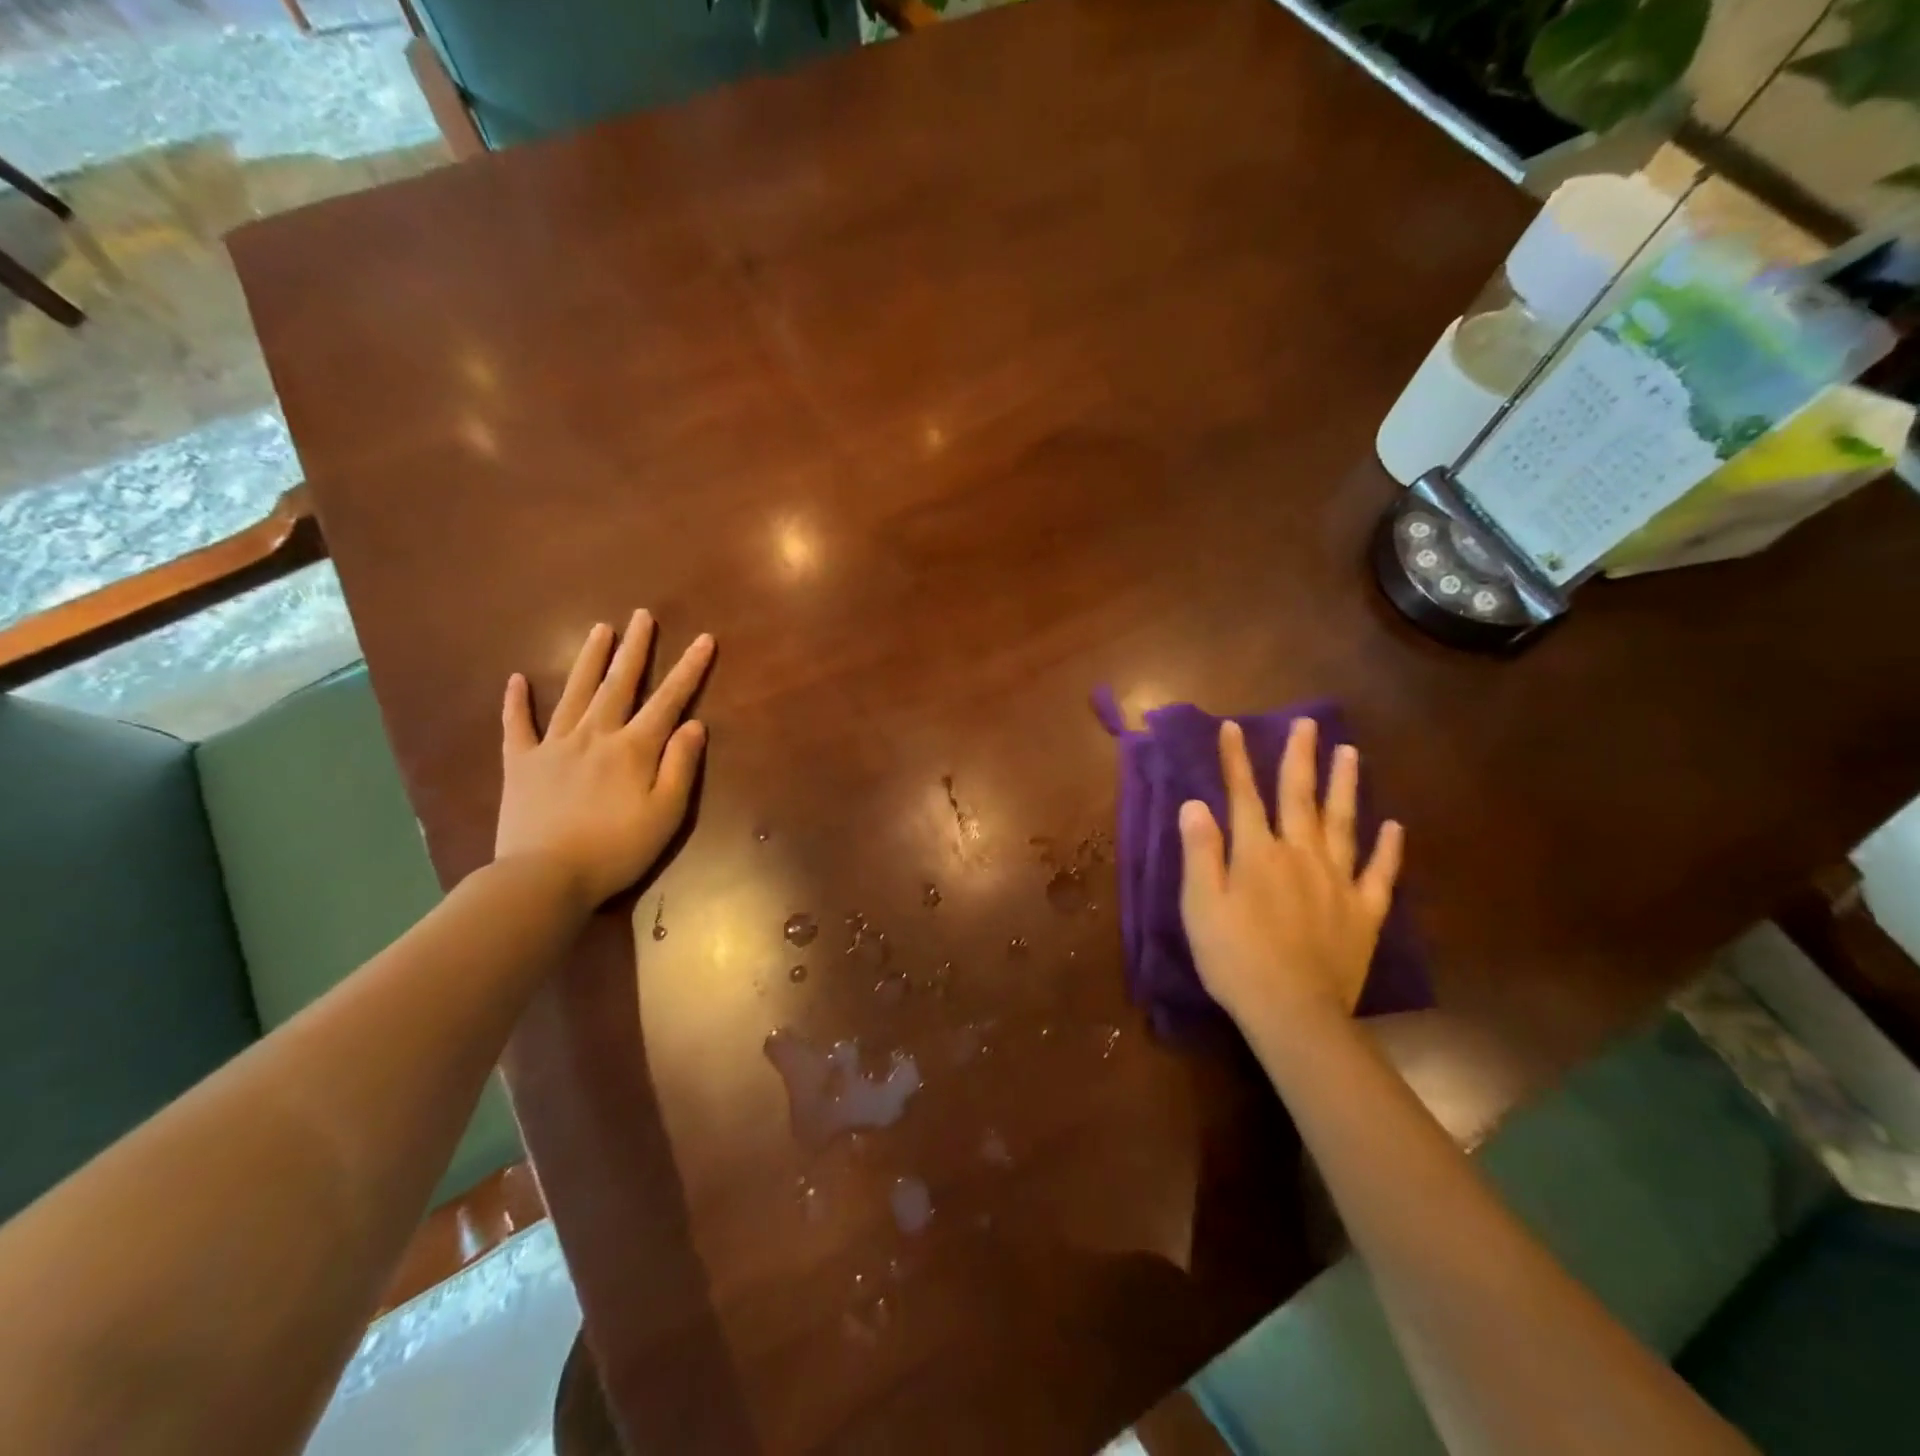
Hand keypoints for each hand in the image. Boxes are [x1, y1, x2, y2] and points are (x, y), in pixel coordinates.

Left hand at [495, 611, 714, 913]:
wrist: (544, 877)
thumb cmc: (616, 849)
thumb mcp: (666, 814)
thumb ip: (680, 766)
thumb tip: (694, 725)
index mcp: (634, 749)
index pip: (669, 700)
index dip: (689, 669)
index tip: (703, 639)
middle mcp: (595, 735)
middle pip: (618, 684)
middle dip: (635, 649)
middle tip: (642, 616)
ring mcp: (554, 746)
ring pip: (574, 693)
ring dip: (589, 660)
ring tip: (600, 630)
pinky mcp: (521, 764)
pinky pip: (517, 726)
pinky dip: (516, 702)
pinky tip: (516, 680)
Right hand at [1178, 718, 1402, 1034]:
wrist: (1293, 1011)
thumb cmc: (1234, 958)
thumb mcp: (1200, 905)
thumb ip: (1200, 852)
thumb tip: (1195, 804)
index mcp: (1257, 854)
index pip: (1243, 796)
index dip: (1236, 761)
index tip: (1232, 728)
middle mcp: (1300, 856)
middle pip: (1299, 798)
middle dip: (1300, 758)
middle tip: (1308, 724)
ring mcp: (1338, 882)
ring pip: (1343, 823)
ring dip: (1345, 786)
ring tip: (1350, 753)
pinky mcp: (1365, 912)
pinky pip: (1379, 873)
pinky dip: (1388, 849)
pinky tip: (1394, 826)